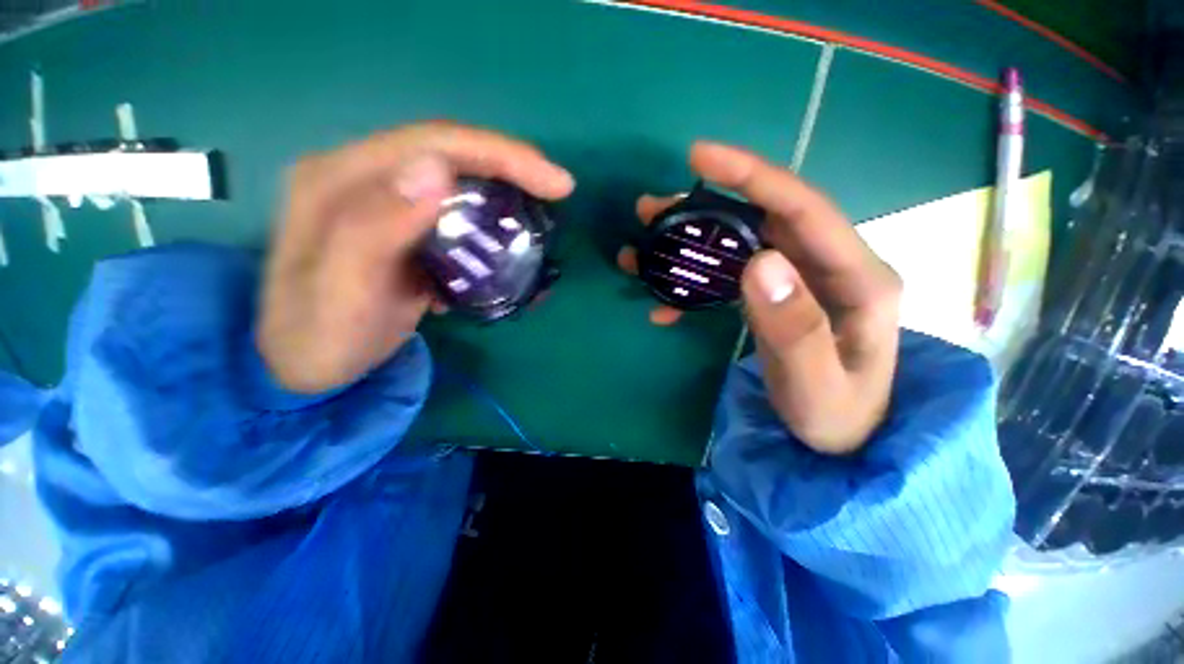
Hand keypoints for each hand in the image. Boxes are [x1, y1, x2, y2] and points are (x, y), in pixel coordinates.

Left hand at [259, 121, 574, 393]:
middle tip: (558, 190)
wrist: (306, 364)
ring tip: (539, 212)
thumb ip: (376, 226)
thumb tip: (438, 169)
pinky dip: (487, 221)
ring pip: (456, 181)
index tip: (555, 184)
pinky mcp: (401, 227)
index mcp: (341, 179)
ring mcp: (382, 202)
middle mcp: (362, 178)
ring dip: (502, 192)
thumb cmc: (320, 336)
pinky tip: (507, 240)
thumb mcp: (342, 290)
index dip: (500, 154)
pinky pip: (453, 212)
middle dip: (511, 166)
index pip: (434, 144)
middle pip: (450, 154)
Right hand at [618, 142, 900, 453]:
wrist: (842, 439)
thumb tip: (758, 261)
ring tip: (647, 244)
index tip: (700, 157)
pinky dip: (695, 282)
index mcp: (857, 277)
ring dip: (692, 241)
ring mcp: (800, 280)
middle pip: (763, 218)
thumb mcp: (816, 384)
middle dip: (705, 208)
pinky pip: (731, 276)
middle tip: (652, 211)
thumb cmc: (837, 417)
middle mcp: (828, 266)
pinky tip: (664, 299)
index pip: (805, 208)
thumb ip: (794, 326)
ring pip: (741, 243)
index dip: (753, 176)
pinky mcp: (777, 296)